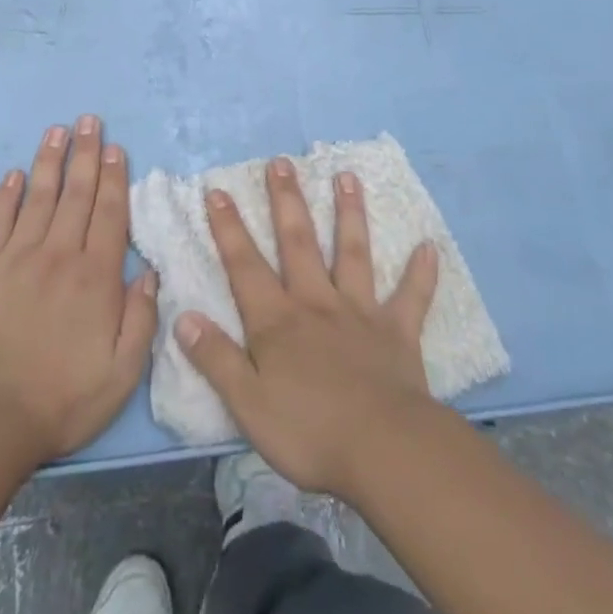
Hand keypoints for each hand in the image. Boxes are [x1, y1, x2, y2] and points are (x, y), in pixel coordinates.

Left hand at [0, 115, 157, 463]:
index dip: (113, 177)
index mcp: (95, 277)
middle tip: (89, 120)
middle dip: (85, 154)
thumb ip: (140, 318)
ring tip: (56, 131)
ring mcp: (17, 257)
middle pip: (76, 194)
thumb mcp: (121, 372)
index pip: (108, 214)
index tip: (115, 148)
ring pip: (39, 197)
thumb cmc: (62, 398)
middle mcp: (59, 255)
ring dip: (49, 162)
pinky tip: (13, 174)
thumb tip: (149, 271)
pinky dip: (6, 195)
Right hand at [176, 157, 438, 498]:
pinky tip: (429, 246)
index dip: (228, 228)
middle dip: (287, 201)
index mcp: (277, 321)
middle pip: (297, 243)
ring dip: (349, 214)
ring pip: (352, 253)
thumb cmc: (309, 432)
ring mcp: (360, 313)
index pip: (245, 266)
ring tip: (348, 177)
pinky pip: (411, 297)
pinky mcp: (397, 332)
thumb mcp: (247, 404)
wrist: (384, 451)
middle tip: (282, 162)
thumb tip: (183, 317)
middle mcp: (316, 303)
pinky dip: (421, 273)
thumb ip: (216, 359)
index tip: (218, 190)